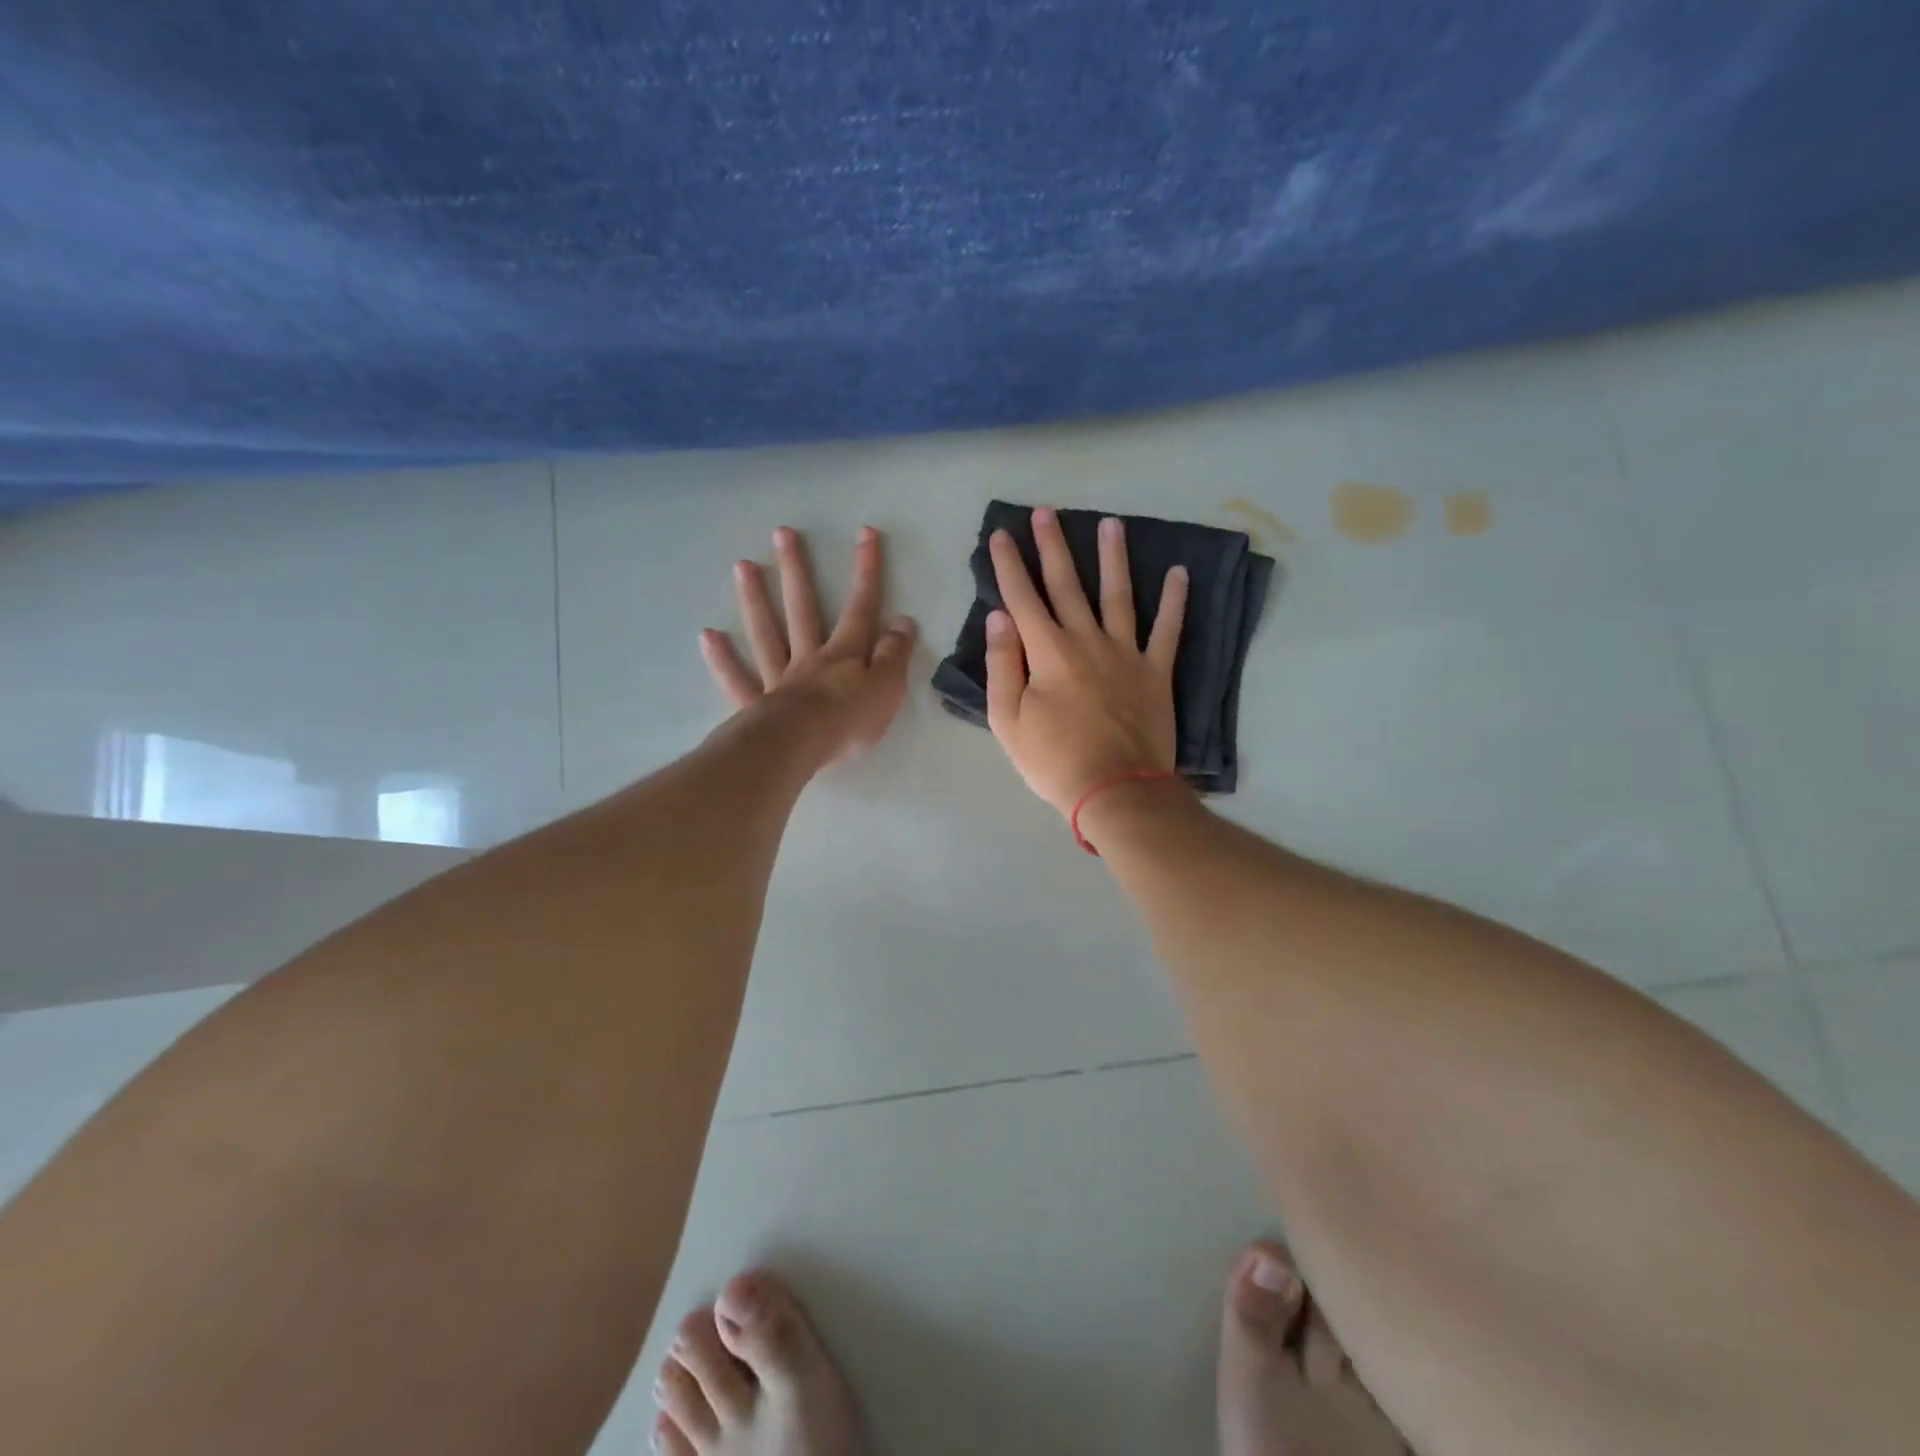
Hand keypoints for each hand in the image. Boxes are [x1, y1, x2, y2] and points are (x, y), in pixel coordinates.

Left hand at [701, 526, 915, 767]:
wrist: (800, 747)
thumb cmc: (849, 721)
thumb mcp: (887, 688)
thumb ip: (894, 655)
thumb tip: (902, 620)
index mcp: (844, 654)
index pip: (860, 608)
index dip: (866, 571)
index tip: (864, 534)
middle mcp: (809, 658)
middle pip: (802, 608)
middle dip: (796, 571)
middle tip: (782, 534)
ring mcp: (778, 679)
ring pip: (766, 634)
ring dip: (755, 600)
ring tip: (743, 566)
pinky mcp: (756, 706)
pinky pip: (738, 679)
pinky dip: (723, 659)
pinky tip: (708, 636)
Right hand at [985, 507, 1188, 814]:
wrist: (1116, 790)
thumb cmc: (1054, 761)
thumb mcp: (1008, 720)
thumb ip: (1002, 664)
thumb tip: (1000, 617)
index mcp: (1047, 652)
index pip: (1022, 598)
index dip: (1008, 565)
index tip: (999, 535)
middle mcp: (1087, 640)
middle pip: (1067, 584)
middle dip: (1053, 546)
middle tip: (1046, 511)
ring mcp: (1126, 653)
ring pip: (1118, 594)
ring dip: (1113, 557)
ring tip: (1112, 522)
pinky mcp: (1156, 672)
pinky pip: (1169, 629)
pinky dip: (1176, 600)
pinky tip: (1180, 572)